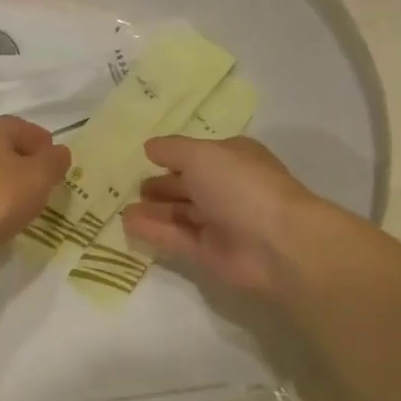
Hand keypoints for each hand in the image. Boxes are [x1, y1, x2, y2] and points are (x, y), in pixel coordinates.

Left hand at [0, 116, 70, 260]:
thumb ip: (54, 161)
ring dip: (7, 180)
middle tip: (44, 178)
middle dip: (24, 159)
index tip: (56, 157)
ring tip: (26, 200)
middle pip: (1, 146)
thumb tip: (59, 151)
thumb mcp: (39, 177)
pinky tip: (1, 215)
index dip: (40, 139)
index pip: (19, 125)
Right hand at [122, 135, 318, 293]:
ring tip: (121, 209)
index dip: (172, 156)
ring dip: (153, 210)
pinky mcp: (210, 253)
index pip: (198, 154)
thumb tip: (149, 147)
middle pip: (188, 185)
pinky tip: (128, 225)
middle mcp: (227, 188)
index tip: (143, 157)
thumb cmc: (241, 186)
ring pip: (180, 213)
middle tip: (129, 186)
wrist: (278, 243)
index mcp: (233, 158)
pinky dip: (154, 231)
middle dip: (161, 185)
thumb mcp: (201, 154)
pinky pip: (177, 238)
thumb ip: (172, 150)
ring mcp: (220, 222)